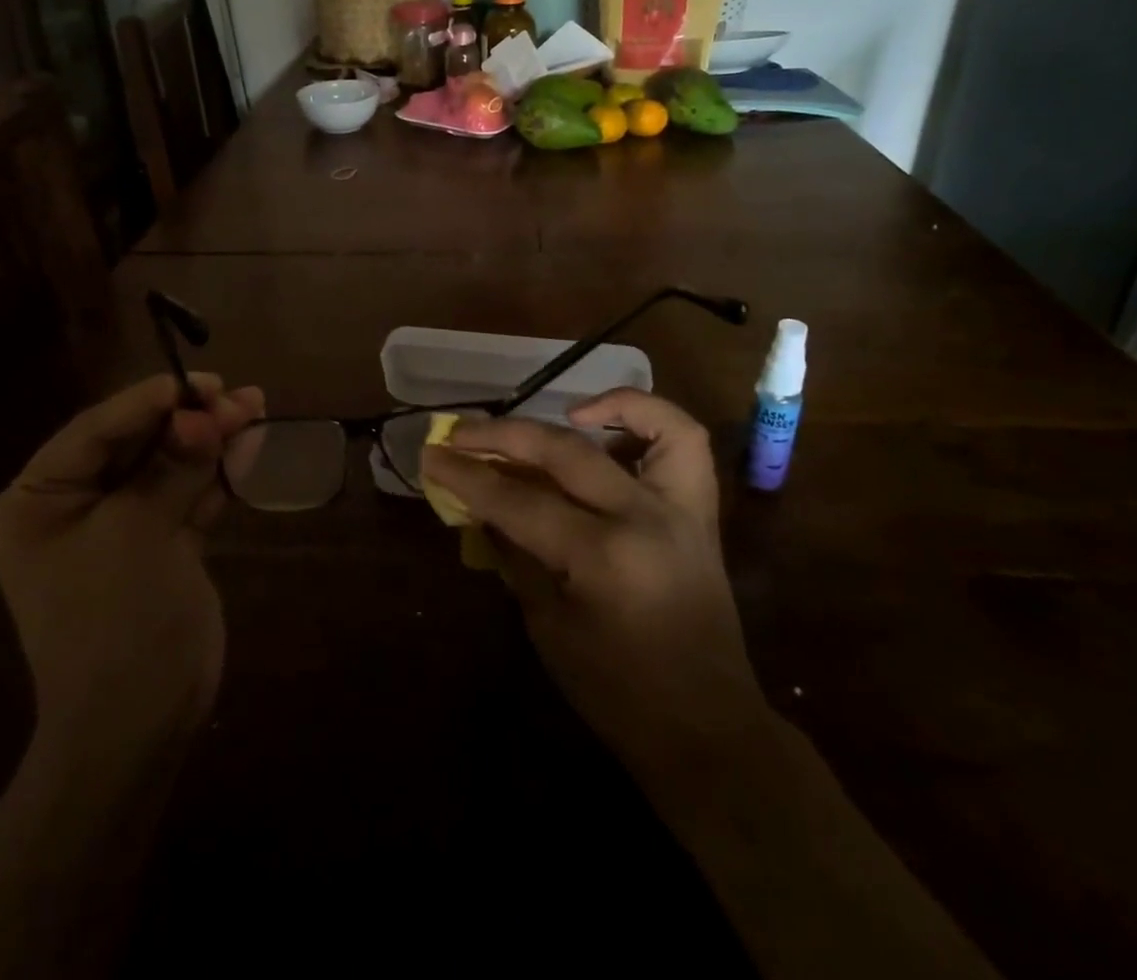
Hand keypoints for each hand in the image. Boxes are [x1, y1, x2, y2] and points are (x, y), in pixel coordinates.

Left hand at [0, 374, 263, 745]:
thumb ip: (172, 465)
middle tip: (235, 395)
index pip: (94, 431)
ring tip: (255, 406)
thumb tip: (204, 413)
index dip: (147, 401)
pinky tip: (249, 445)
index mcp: (37, 501)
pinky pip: (187, 494)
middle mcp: (73, 507)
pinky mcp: (159, 544)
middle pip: (136, 443)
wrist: (138, 724)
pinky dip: (217, 472)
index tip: (196, 382)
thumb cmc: (115, 620)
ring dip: (210, 439)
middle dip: (188, 419)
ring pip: (169, 465)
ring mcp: (120, 526)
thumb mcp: (138, 531)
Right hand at [420, 389, 762, 777]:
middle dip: (501, 436)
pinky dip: (648, 420)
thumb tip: (482, 506)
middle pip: (563, 453)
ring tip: (556, 412)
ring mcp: (682, 510)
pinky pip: (685, 445)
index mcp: (602, 558)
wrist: (706, 731)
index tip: (430, 456)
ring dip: (598, 406)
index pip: (518, 500)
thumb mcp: (548, 627)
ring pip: (648, 426)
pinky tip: (609, 428)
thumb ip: (515, 555)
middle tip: (459, 432)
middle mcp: (645, 518)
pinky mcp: (700, 514)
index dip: (467, 477)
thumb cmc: (617, 694)